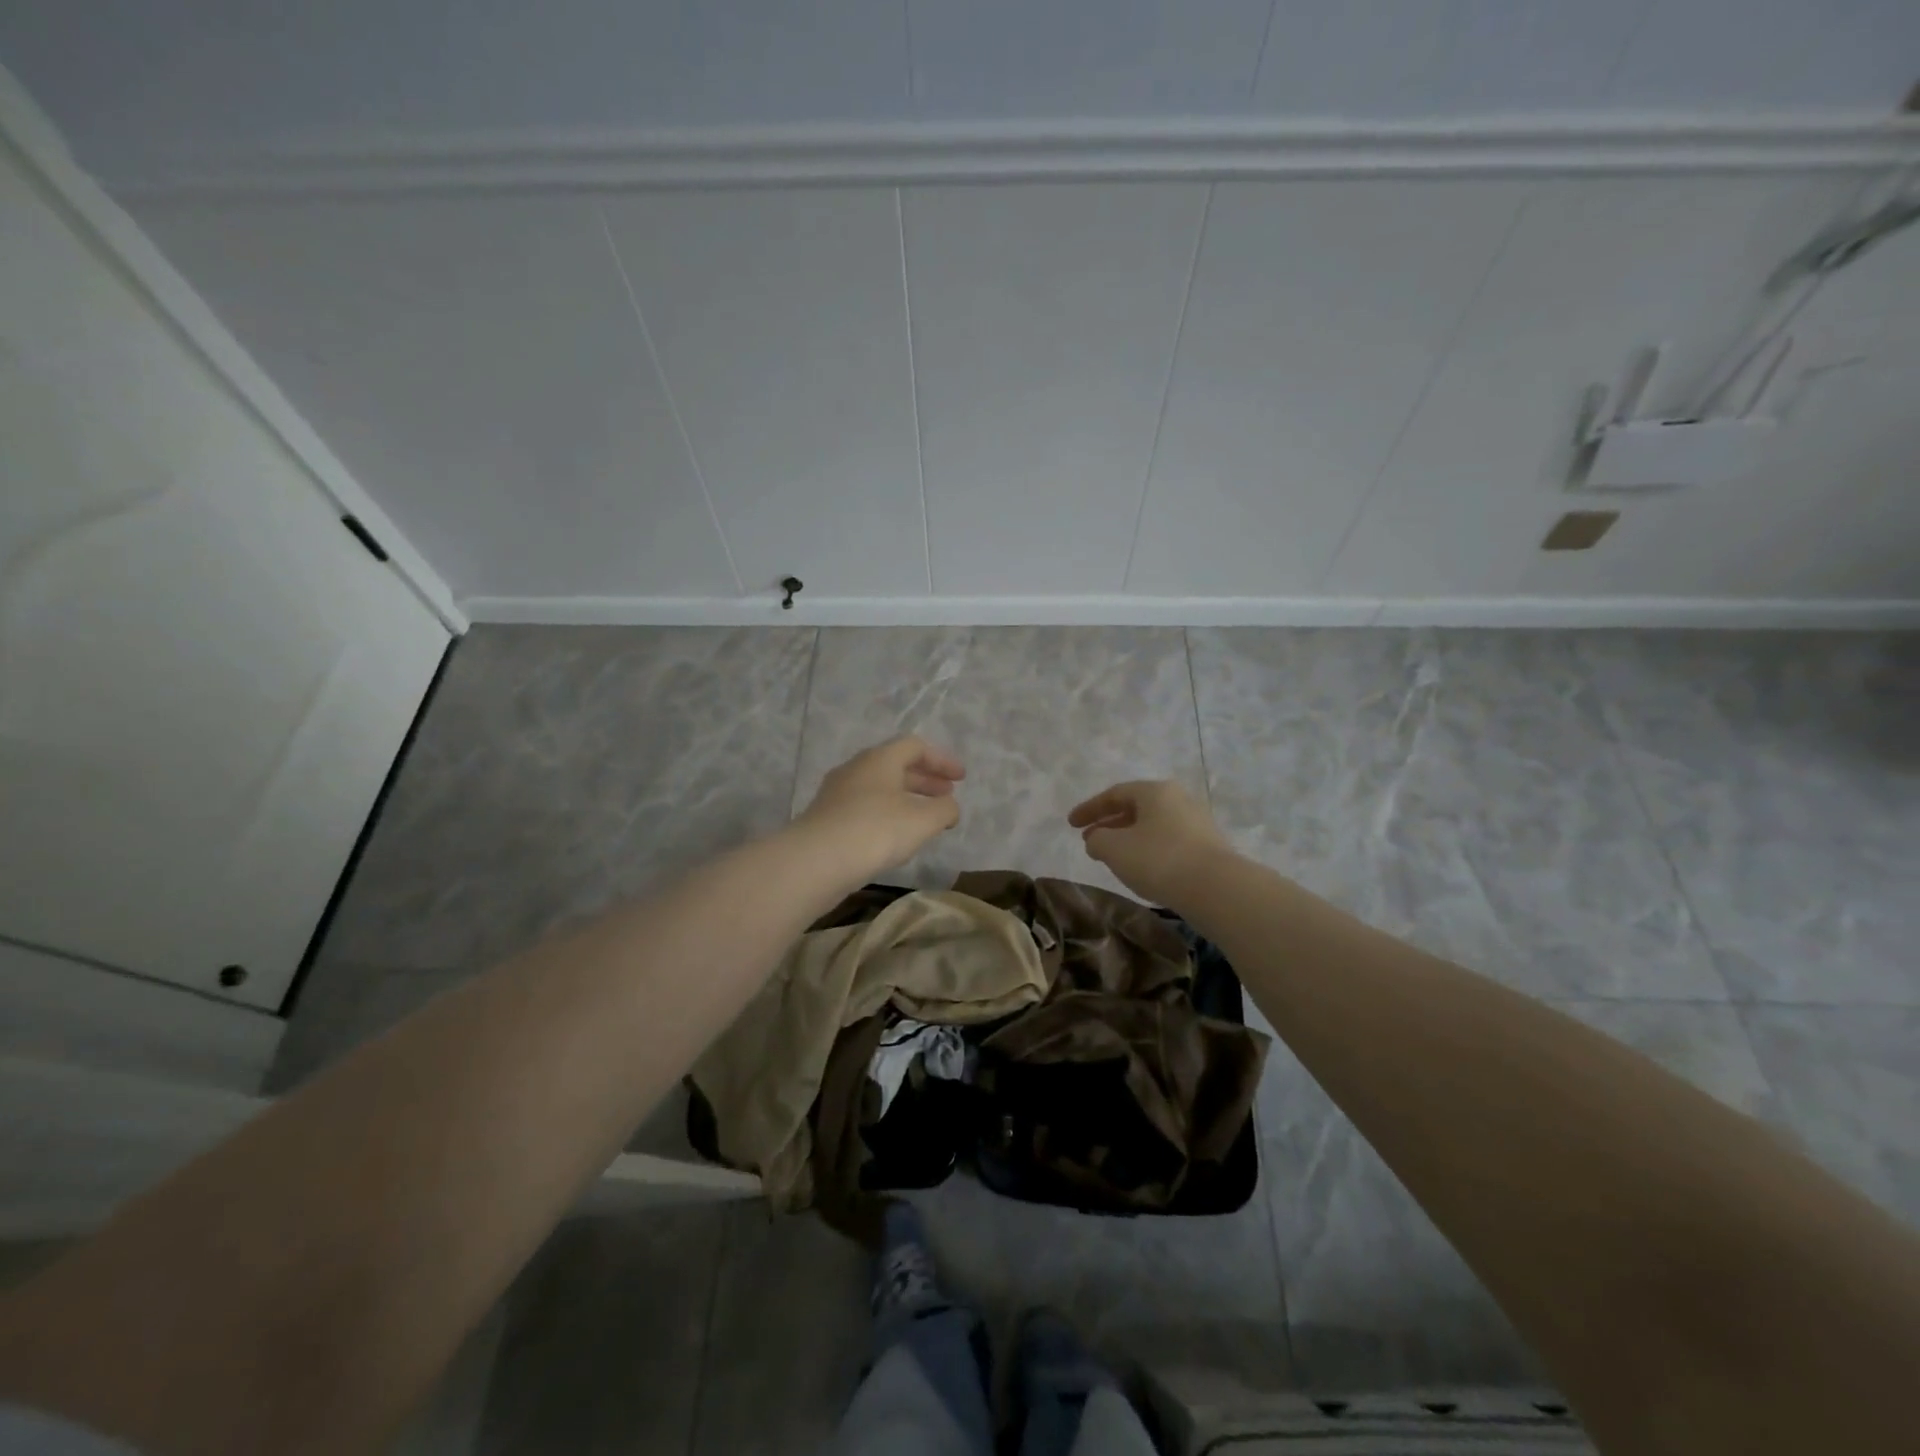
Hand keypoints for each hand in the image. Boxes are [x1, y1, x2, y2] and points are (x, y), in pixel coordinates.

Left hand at [795, 736, 964, 878]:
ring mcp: (837, 793)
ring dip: (906, 799)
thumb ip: (944, 809)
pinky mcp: (827, 818)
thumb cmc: (876, 830)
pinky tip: (895, 837)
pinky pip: (865, 807)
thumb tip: (950, 806)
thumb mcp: (922, 820)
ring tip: (925, 819)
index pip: (915, 746)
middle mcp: (857, 768)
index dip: (942, 760)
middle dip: (925, 780)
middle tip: (946, 796)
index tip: (961, 779)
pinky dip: (887, 814)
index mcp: (880, 758)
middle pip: (896, 765)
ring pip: (879, 788)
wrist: (815, 861)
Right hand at [1068, 780, 1231, 905]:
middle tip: (1089, 840)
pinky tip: (1141, 869)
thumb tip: (1097, 839)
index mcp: (1155, 791)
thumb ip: (1097, 839)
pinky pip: (1168, 842)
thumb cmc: (1159, 860)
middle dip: (1109, 823)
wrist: (1216, 888)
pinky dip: (1148, 850)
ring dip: (1128, 838)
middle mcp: (1178, 799)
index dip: (1089, 809)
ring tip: (1112, 857)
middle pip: (1136, 807)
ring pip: (1153, 825)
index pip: (1114, 794)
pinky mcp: (1208, 847)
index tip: (1070, 824)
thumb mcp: (1114, 849)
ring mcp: (1197, 822)